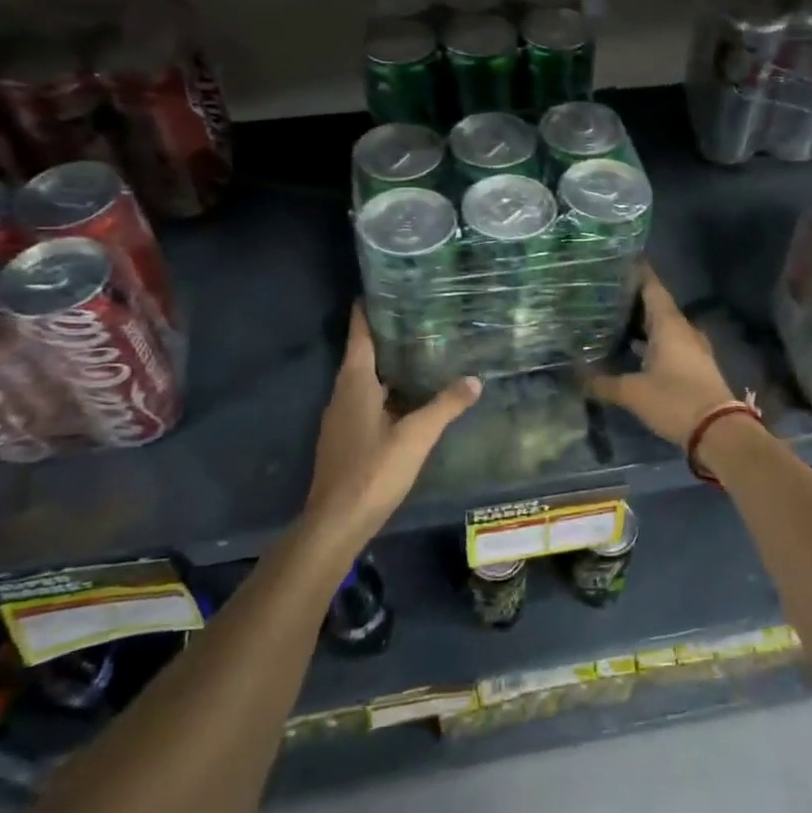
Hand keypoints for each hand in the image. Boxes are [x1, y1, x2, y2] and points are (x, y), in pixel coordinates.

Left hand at [305, 305, 481, 549]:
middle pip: (362, 356)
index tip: (379, 290)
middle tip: (415, 319)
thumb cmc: (373, 471)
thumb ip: (445, 406)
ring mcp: (340, 418)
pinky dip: (384, 392)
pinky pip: (364, 402)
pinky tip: (406, 399)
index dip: (366, 312)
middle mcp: (342, 394)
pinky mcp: (344, 439)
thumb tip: (475, 380)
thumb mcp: (415, 437)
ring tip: (418, 354)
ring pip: (364, 382)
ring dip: (386, 367)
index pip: (360, 336)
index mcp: (355, 383)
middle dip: (385, 338)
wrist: (336, 522)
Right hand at [587, 267, 736, 448]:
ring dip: (643, 322)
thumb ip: (603, 383)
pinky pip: (670, 343)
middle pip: (657, 305)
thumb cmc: (675, 400)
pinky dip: (651, 341)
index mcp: (669, 325)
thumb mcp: (633, 393)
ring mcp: (692, 348)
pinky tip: (633, 350)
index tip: (619, 261)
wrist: (719, 431)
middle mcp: (683, 330)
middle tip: (605, 293)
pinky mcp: (695, 365)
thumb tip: (576, 375)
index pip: (653, 287)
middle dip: (633, 299)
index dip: (638, 272)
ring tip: (614, 319)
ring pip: (664, 326)